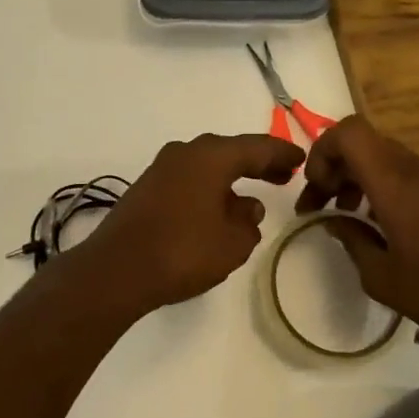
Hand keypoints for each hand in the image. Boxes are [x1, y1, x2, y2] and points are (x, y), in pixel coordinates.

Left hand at [82, 132, 304, 313]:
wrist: (116, 270)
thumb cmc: (183, 251)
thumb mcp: (232, 243)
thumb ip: (248, 223)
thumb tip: (247, 208)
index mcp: (211, 157)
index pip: (256, 147)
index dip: (282, 154)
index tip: (301, 159)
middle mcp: (184, 153)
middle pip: (229, 152)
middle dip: (257, 164)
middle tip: (283, 175)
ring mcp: (160, 170)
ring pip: (205, 167)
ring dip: (230, 179)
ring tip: (250, 199)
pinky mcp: (145, 190)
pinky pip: (188, 181)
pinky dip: (208, 189)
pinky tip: (215, 211)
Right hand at [296, 116, 418, 322]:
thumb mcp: (377, 274)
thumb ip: (350, 238)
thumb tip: (334, 220)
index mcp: (393, 181)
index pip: (348, 133)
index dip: (322, 151)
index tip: (316, 188)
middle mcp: (412, 167)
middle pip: (361, 142)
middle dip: (333, 167)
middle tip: (319, 205)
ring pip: (379, 155)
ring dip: (354, 176)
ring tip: (343, 214)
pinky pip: (398, 170)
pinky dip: (376, 184)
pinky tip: (373, 220)